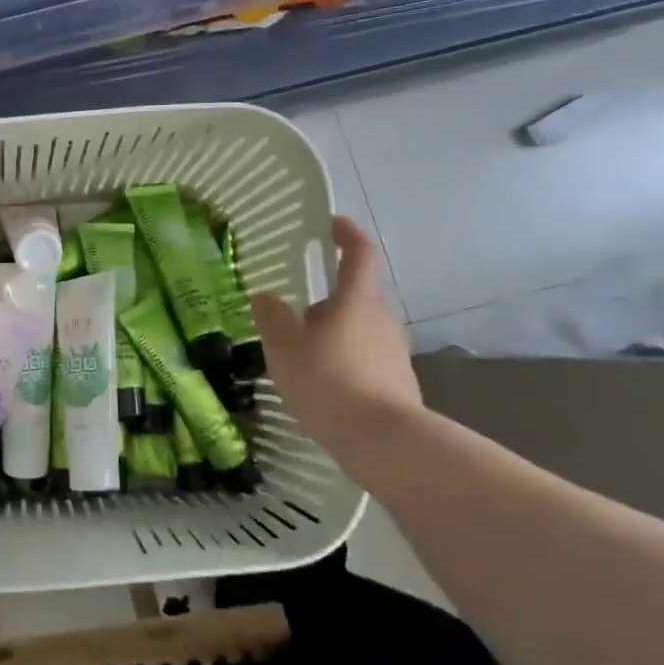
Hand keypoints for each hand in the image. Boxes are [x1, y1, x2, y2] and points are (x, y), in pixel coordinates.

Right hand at [250, 216, 420, 457]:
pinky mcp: (398, 381)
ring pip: (361, 328)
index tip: (333, 223)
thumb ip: (272, 317)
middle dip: (330, 297)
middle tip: (296, 311)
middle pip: (357, 295)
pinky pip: (367, 357)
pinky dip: (346, 359)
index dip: (348, 234)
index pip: (359, 254)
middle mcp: (382, 318)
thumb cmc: (328, 381)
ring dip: (336, 331)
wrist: (383, 441)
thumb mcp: (284, 347)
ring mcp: (394, 350)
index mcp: (356, 300)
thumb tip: (265, 296)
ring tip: (305, 352)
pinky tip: (324, 382)